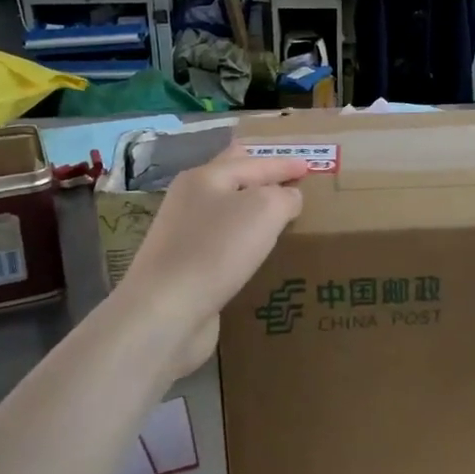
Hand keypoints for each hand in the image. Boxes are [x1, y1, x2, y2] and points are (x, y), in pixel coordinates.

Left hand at [115, 145, 306, 372]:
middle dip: (257, 175)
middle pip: (229, 178)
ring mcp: (182, 235)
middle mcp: (189, 200)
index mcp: (205, 177)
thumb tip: (289, 198)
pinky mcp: (184, 267)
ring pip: (224, 211)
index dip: (283, 163)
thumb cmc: (217, 250)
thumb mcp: (264, 210)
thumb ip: (284, 196)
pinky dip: (242, 239)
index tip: (309, 167)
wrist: (166, 311)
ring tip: (276, 214)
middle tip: (284, 176)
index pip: (252, 162)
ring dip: (249, 209)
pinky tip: (254, 251)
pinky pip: (221, 242)